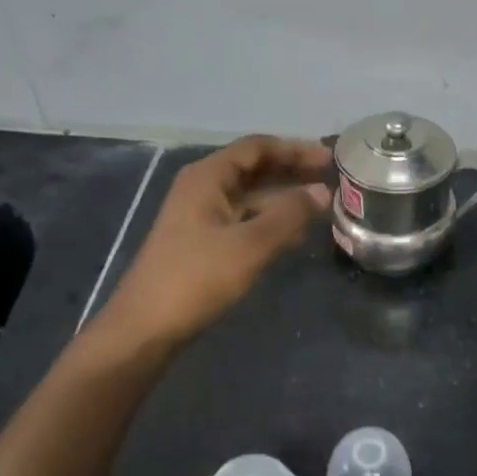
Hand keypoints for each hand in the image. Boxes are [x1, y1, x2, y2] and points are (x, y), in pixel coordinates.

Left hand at [92, 136, 331, 349]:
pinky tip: (295, 235)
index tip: (329, 159)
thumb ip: (290, 214)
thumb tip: (323, 191)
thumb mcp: (251, 244)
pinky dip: (270, 221)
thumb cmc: (197, 278)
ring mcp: (200, 216)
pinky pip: (244, 220)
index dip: (294, 149)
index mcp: (207, 177)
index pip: (257, 147)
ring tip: (321, 206)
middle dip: (291, 171)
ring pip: (250, 196)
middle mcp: (202, 188)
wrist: (146, 328)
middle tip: (331, 178)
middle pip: (253, 168)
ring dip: (284, 198)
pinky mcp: (202, 242)